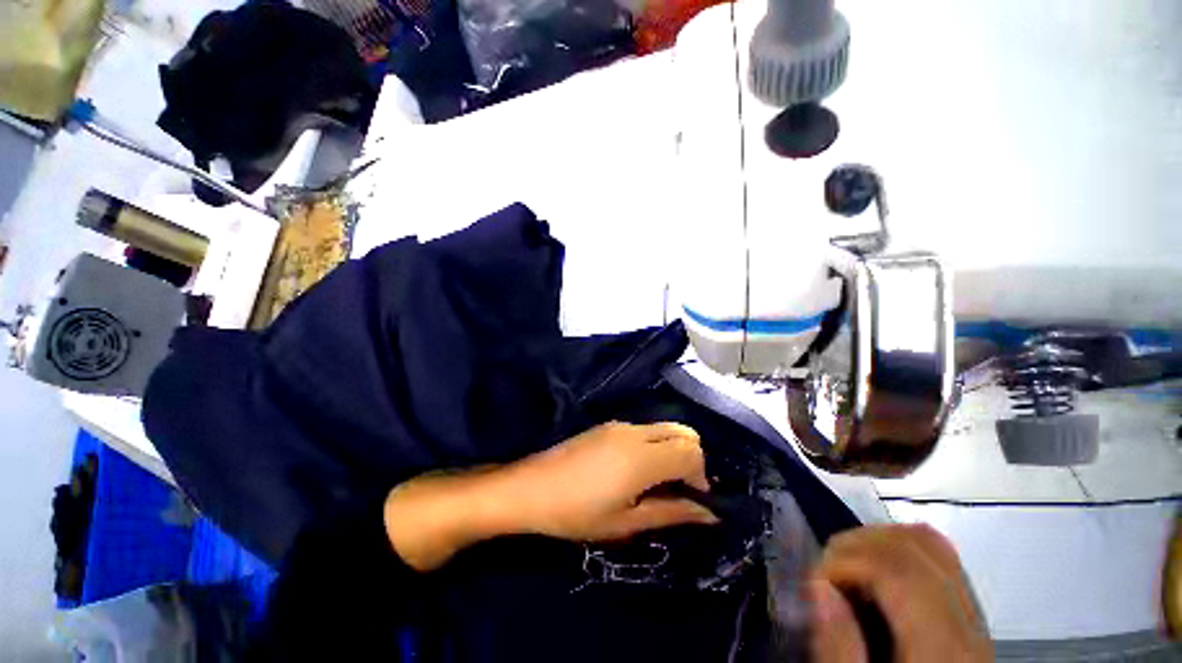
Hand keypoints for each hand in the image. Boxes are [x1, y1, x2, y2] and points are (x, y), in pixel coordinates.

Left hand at [384, 422, 718, 570]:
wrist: (531, 487)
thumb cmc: (577, 512)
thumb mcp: (626, 522)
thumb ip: (671, 512)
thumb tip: (709, 513)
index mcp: (643, 457)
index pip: (692, 452)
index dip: (701, 475)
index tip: (695, 498)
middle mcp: (636, 432)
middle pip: (683, 432)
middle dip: (692, 458)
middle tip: (681, 488)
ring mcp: (620, 425)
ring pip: (663, 428)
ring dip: (672, 450)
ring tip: (658, 481)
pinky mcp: (607, 425)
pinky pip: (644, 429)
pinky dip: (654, 445)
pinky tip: (636, 469)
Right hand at [809, 524, 992, 662]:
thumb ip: (838, 648)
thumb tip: (819, 585)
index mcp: (941, 647)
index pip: (895, 567)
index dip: (844, 561)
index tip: (816, 583)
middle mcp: (967, 622)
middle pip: (914, 544)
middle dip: (857, 544)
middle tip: (828, 574)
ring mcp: (975, 613)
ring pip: (928, 541)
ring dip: (876, 541)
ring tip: (849, 571)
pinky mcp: (969, 613)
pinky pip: (937, 555)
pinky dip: (896, 549)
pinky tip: (875, 577)